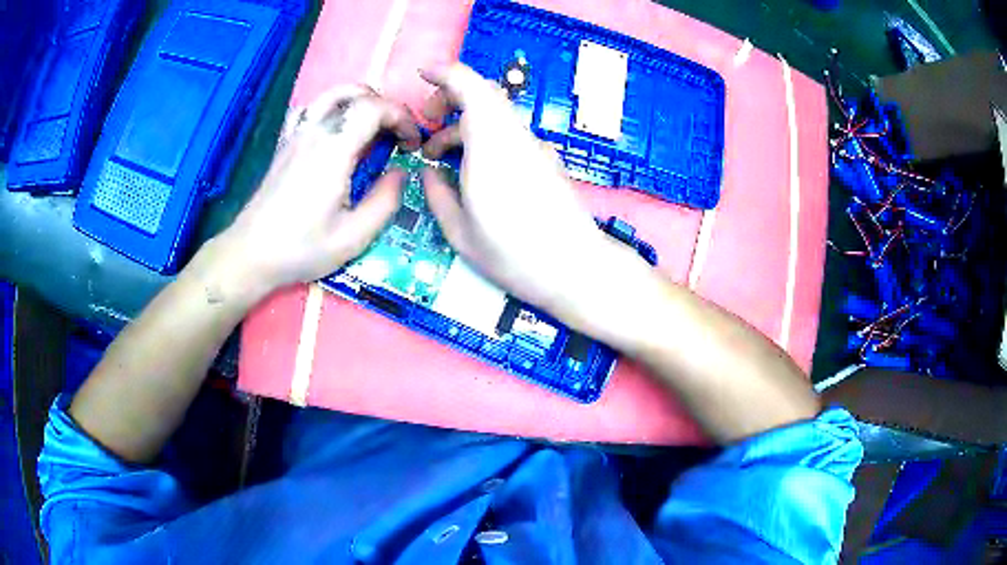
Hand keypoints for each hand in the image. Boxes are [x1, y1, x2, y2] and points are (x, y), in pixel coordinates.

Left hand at [216, 86, 420, 294]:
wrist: (251, 254)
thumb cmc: (301, 248)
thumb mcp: (353, 237)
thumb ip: (385, 201)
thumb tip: (401, 172)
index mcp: (333, 151)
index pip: (374, 108)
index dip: (401, 117)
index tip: (411, 144)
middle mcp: (314, 132)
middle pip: (355, 93)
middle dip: (385, 106)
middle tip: (395, 135)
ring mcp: (295, 134)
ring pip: (331, 94)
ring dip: (359, 100)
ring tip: (371, 126)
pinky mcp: (284, 143)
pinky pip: (309, 108)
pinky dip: (329, 107)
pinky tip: (334, 128)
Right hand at [420, 65, 647, 326]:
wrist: (575, 267)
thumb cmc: (514, 256)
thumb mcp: (460, 233)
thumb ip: (437, 194)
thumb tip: (428, 170)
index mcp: (489, 147)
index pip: (471, 87)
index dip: (444, 73)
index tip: (422, 76)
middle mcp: (514, 137)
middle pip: (483, 94)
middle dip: (448, 98)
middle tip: (426, 126)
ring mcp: (533, 147)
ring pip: (495, 113)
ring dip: (464, 122)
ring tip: (440, 156)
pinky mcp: (544, 159)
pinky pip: (508, 132)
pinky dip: (483, 135)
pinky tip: (473, 168)